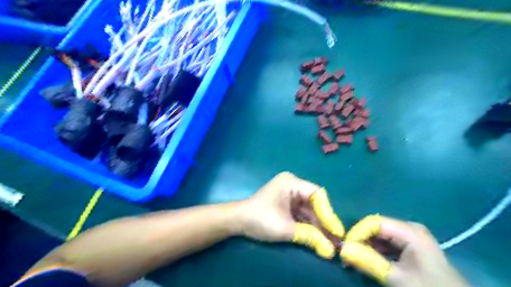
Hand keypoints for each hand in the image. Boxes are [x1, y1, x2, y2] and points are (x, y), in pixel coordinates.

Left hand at [237, 173, 345, 259]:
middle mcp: (293, 184)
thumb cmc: (259, 220)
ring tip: (330, 242)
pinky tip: (318, 237)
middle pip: (315, 202)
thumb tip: (330, 250)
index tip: (336, 231)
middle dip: (324, 221)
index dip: (328, 212)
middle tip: (336, 239)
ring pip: (310, 209)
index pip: (317, 194)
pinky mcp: (288, 202)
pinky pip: (303, 212)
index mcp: (291, 183)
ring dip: (318, 225)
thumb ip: (309, 236)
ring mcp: (291, 193)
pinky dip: (309, 224)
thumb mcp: (285, 229)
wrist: (239, 221)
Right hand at [341, 215, 468, 286]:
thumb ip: (368, 261)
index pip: (374, 222)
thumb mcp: (397, 277)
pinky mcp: (409, 246)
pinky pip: (385, 243)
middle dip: (359, 240)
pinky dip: (374, 251)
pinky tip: (367, 260)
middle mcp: (408, 228)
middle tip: (346, 255)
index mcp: (409, 231)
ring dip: (364, 246)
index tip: (345, 247)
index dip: (356, 232)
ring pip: (378, 235)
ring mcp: (409, 237)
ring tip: (353, 259)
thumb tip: (341, 249)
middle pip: (375, 227)